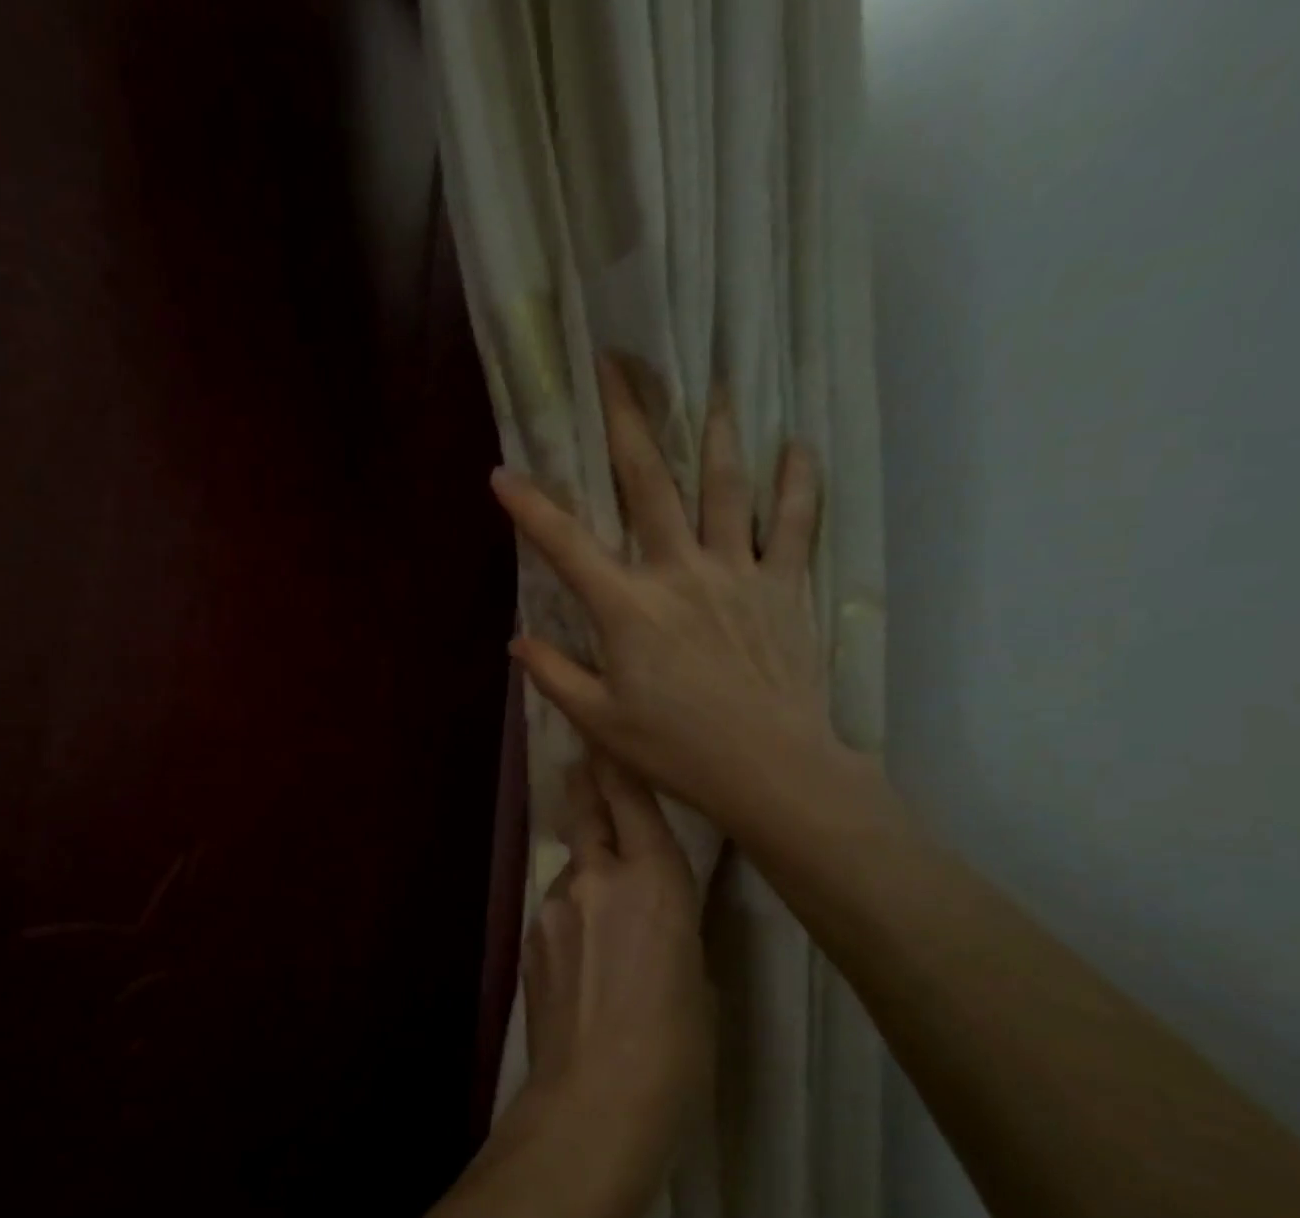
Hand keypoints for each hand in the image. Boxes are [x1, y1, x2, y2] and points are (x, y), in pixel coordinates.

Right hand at [491, 357, 847, 845]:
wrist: (770, 768)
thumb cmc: (676, 749)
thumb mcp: (600, 721)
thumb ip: (555, 675)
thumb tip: (519, 641)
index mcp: (627, 608)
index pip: (566, 545)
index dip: (529, 508)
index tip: (501, 474)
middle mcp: (679, 572)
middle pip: (648, 484)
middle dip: (626, 421)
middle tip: (616, 366)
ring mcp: (736, 572)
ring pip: (722, 486)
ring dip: (714, 433)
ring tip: (712, 386)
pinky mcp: (783, 585)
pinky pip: (793, 522)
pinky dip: (795, 482)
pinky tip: (798, 446)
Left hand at [520, 753, 713, 1190]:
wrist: (595, 1096)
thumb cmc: (677, 1046)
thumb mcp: (698, 975)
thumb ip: (675, 925)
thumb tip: (656, 911)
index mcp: (656, 881)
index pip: (632, 800)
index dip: (619, 764)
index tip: (608, 737)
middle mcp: (598, 877)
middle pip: (588, 812)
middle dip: (588, 787)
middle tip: (585, 768)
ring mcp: (555, 904)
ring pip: (571, 865)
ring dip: (585, 866)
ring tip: (602, 905)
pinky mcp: (530, 935)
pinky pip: (556, 906)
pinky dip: (571, 911)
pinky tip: (583, 953)